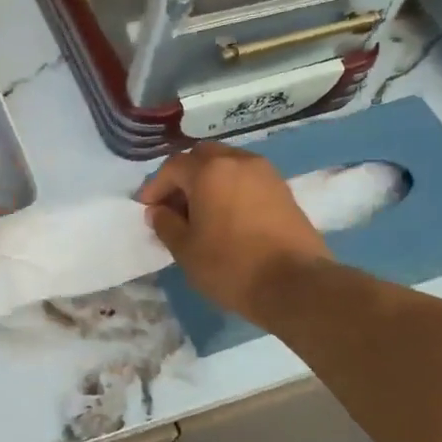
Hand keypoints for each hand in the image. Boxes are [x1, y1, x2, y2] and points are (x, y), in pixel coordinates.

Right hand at [138, 143, 331, 321]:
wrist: (294, 284)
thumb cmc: (230, 266)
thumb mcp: (185, 249)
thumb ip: (165, 224)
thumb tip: (158, 211)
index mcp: (209, 171)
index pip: (172, 167)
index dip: (155, 187)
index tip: (147, 210)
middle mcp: (238, 162)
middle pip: (202, 156)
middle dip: (183, 177)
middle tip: (174, 206)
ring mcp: (265, 173)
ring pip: (227, 164)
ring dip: (208, 181)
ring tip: (200, 212)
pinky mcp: (283, 190)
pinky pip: (247, 179)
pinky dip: (230, 188)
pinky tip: (226, 217)